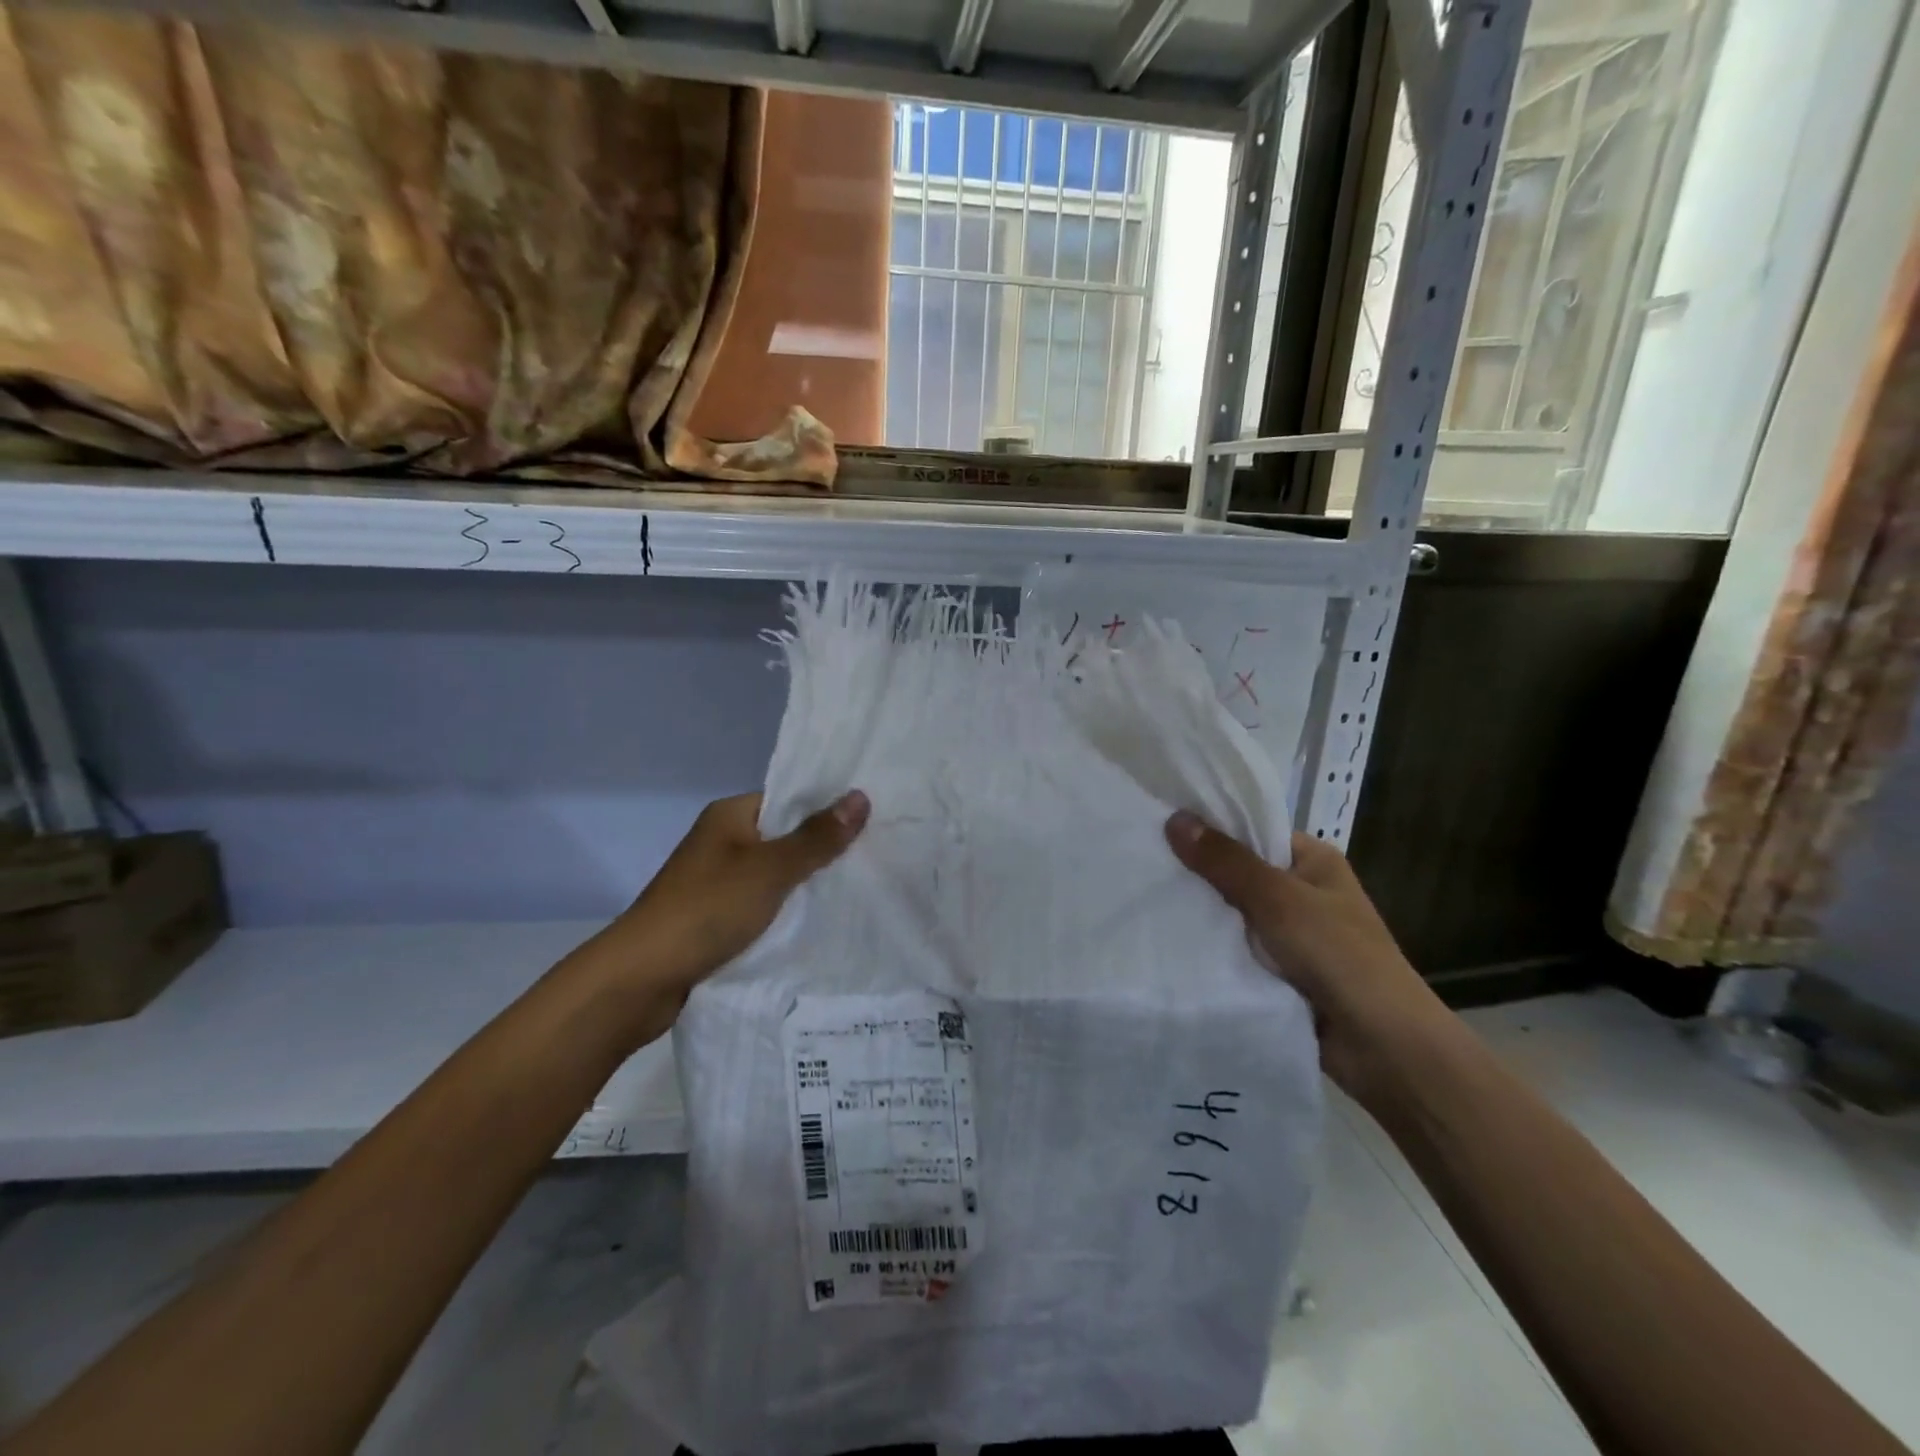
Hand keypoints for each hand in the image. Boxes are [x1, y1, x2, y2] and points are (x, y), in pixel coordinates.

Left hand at [599, 790, 869, 995]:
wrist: (640, 980)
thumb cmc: (706, 910)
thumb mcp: (770, 870)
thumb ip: (816, 838)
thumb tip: (860, 796)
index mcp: (729, 816)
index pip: (788, 800)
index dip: (827, 809)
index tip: (872, 821)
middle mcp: (722, 843)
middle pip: (784, 839)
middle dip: (823, 851)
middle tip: (876, 858)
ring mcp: (717, 883)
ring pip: (775, 877)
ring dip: (806, 887)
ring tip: (859, 891)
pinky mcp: (716, 919)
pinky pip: (762, 907)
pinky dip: (786, 914)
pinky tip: (821, 924)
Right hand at [1165, 811, 1448, 1102]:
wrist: (1383, 1048)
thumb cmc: (1338, 956)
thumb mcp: (1278, 899)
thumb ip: (1225, 862)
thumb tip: (1174, 819)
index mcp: (1313, 861)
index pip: (1252, 830)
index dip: (1209, 828)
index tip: (1158, 824)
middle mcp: (1302, 892)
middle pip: (1237, 871)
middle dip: (1197, 872)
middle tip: (1141, 862)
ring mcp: (1290, 934)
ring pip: (1232, 913)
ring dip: (1200, 913)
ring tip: (1142, 897)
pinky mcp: (1277, 971)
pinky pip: (1234, 948)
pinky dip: (1210, 946)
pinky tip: (1166, 939)